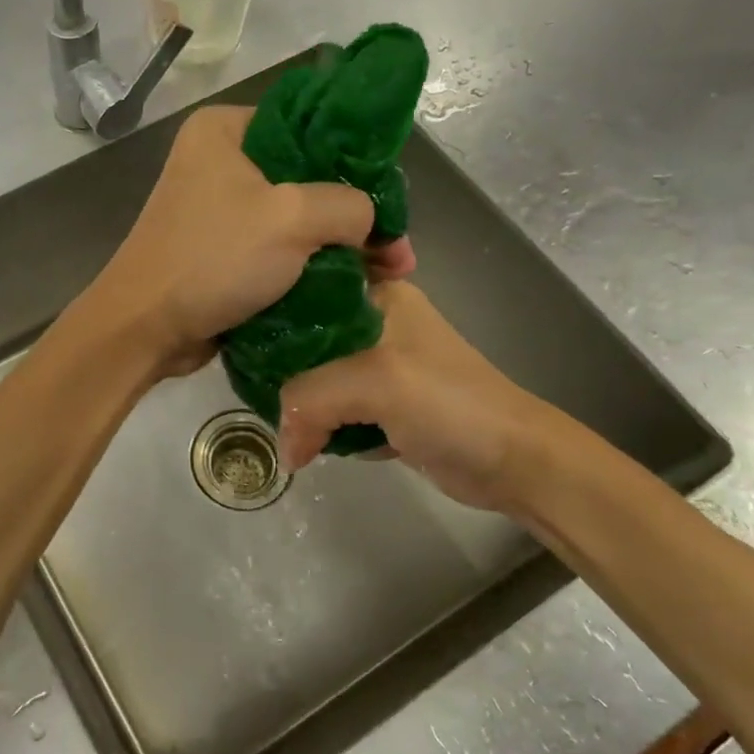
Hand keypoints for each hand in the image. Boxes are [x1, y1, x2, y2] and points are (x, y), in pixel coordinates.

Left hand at [88, 106, 415, 375]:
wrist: (145, 327)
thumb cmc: (214, 258)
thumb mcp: (292, 218)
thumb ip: (348, 205)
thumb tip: (371, 222)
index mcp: (226, 130)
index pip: (312, 126)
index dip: (358, 162)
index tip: (393, 201)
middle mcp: (220, 161)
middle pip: (309, 178)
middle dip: (355, 217)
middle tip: (397, 251)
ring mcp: (218, 209)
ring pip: (296, 220)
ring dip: (338, 248)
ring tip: (386, 275)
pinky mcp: (220, 251)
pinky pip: (277, 250)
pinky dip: (310, 267)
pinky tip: (349, 287)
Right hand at [277, 281, 553, 509]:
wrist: (514, 460)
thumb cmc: (449, 403)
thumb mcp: (373, 382)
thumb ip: (310, 399)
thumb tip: (284, 448)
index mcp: (376, 296)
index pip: (306, 292)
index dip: (270, 318)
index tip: (239, 346)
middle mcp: (375, 324)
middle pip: (306, 343)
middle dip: (283, 375)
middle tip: (252, 396)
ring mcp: (381, 368)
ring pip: (319, 381)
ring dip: (304, 408)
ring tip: (284, 428)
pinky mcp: (385, 407)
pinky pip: (337, 412)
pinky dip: (325, 429)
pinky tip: (314, 445)